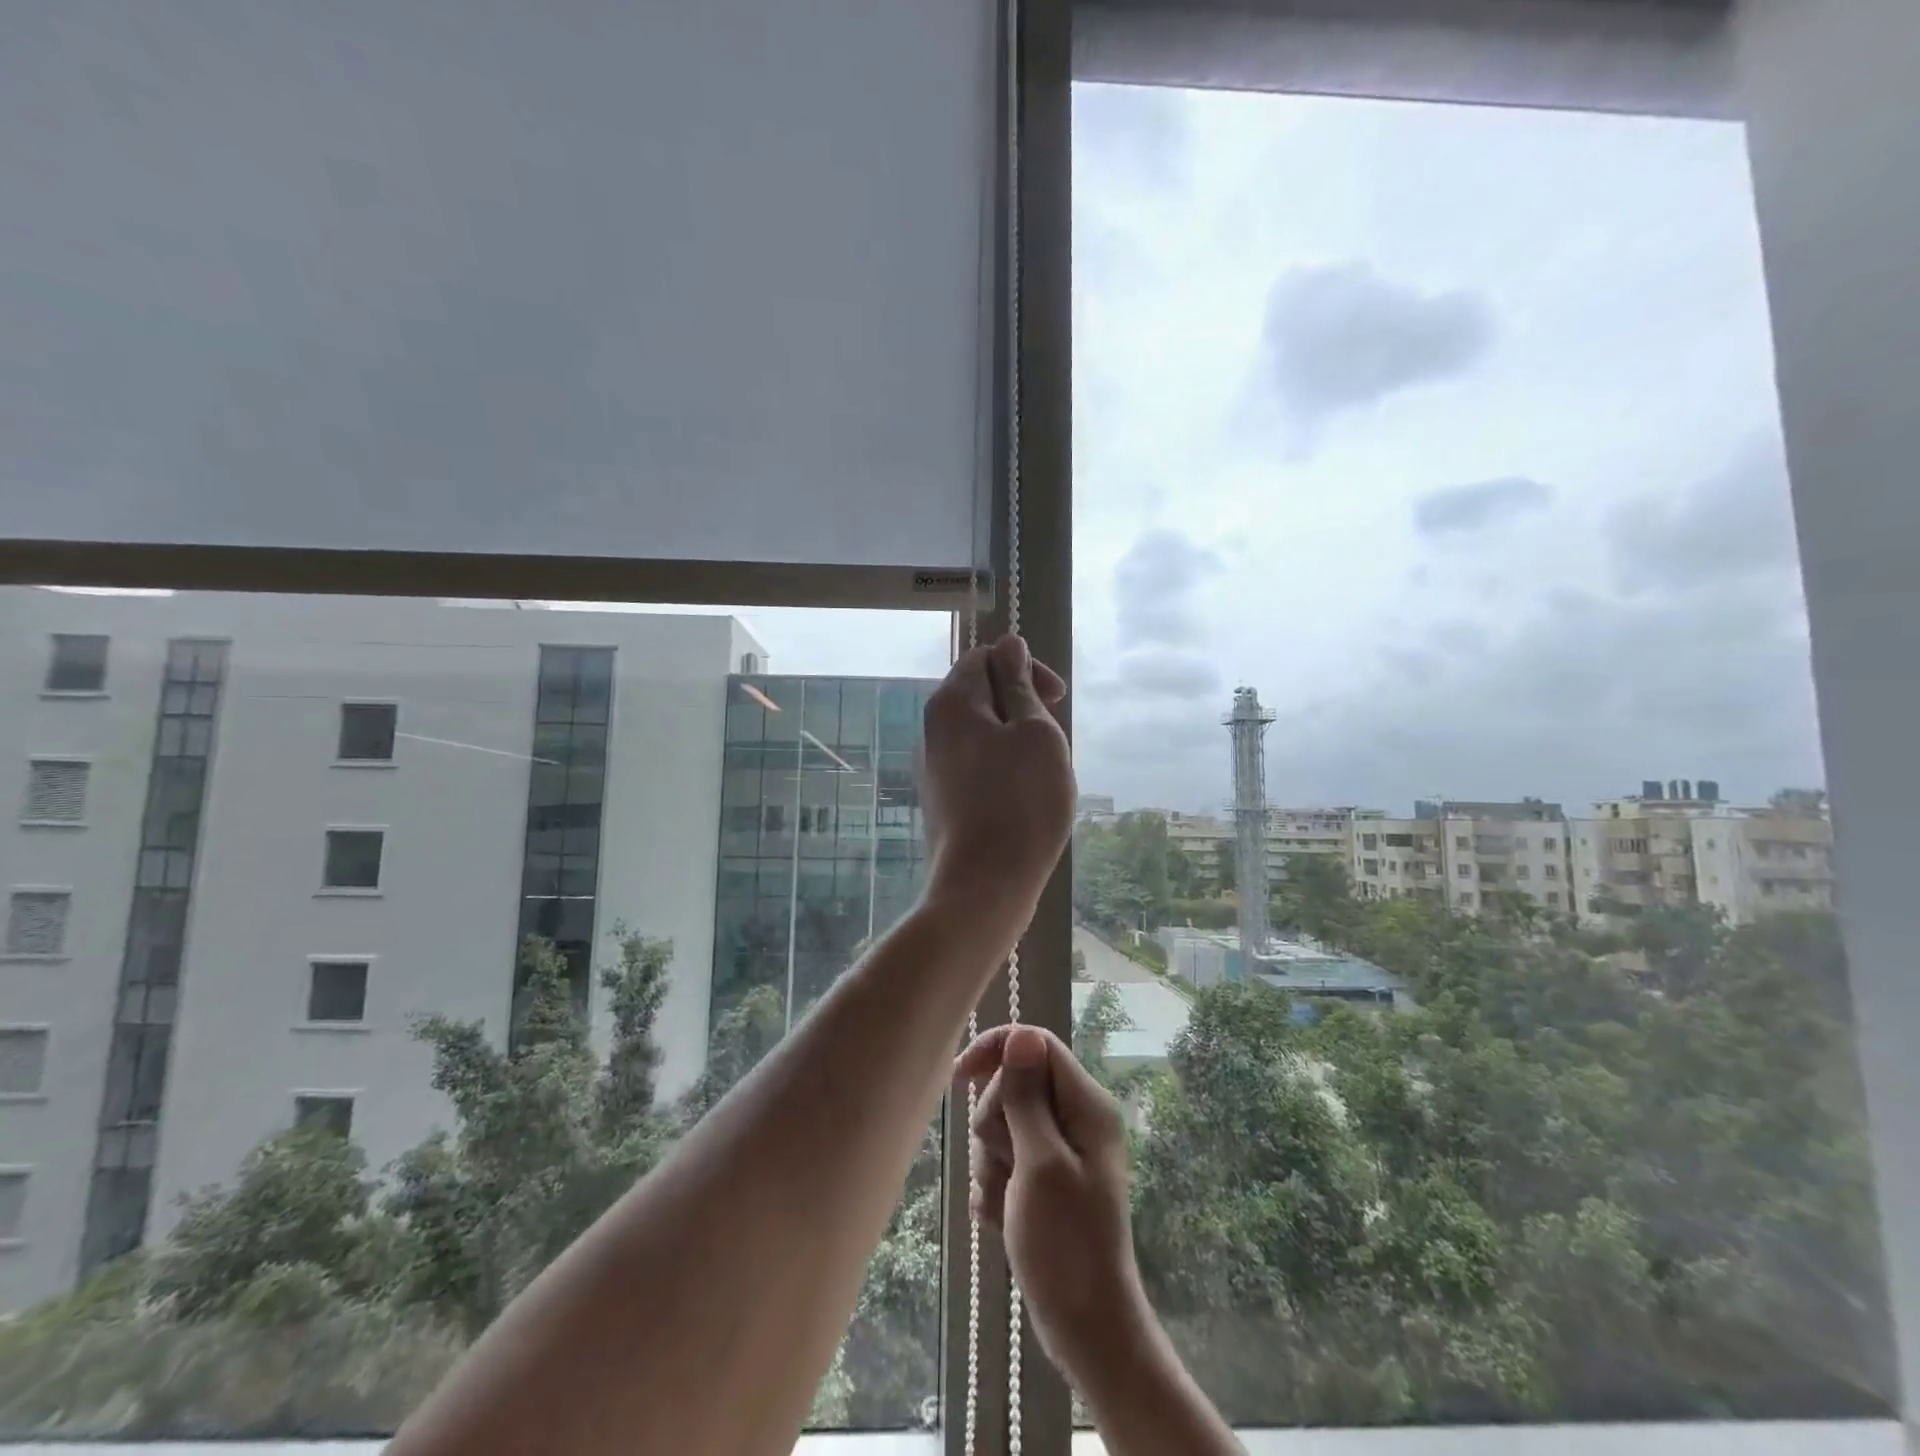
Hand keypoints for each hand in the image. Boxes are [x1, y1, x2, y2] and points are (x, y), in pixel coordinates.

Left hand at [920, 635, 1073, 927]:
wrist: (986, 884)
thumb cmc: (1022, 802)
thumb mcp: (1036, 733)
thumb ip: (1020, 685)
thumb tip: (1009, 644)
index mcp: (951, 703)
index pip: (985, 657)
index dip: (1025, 667)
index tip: (1057, 698)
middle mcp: (932, 729)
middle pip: (980, 694)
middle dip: (1023, 705)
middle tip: (1053, 739)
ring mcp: (933, 766)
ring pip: (982, 731)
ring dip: (1016, 739)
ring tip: (1043, 770)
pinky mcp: (942, 797)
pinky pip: (976, 763)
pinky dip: (1003, 766)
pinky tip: (1024, 795)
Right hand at [957, 1024, 1146, 1386]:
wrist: (1084, 1328)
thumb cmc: (1067, 1245)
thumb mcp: (1041, 1163)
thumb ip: (1027, 1097)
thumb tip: (1021, 1033)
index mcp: (1086, 1104)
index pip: (1036, 1045)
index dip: (996, 1051)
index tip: (958, 1077)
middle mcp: (1075, 1117)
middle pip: (1012, 1084)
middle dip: (995, 1124)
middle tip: (1007, 1165)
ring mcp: (1058, 1148)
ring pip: (1001, 1123)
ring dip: (991, 1161)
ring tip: (1006, 1199)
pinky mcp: (1042, 1176)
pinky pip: (1002, 1158)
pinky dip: (994, 1185)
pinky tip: (1001, 1215)